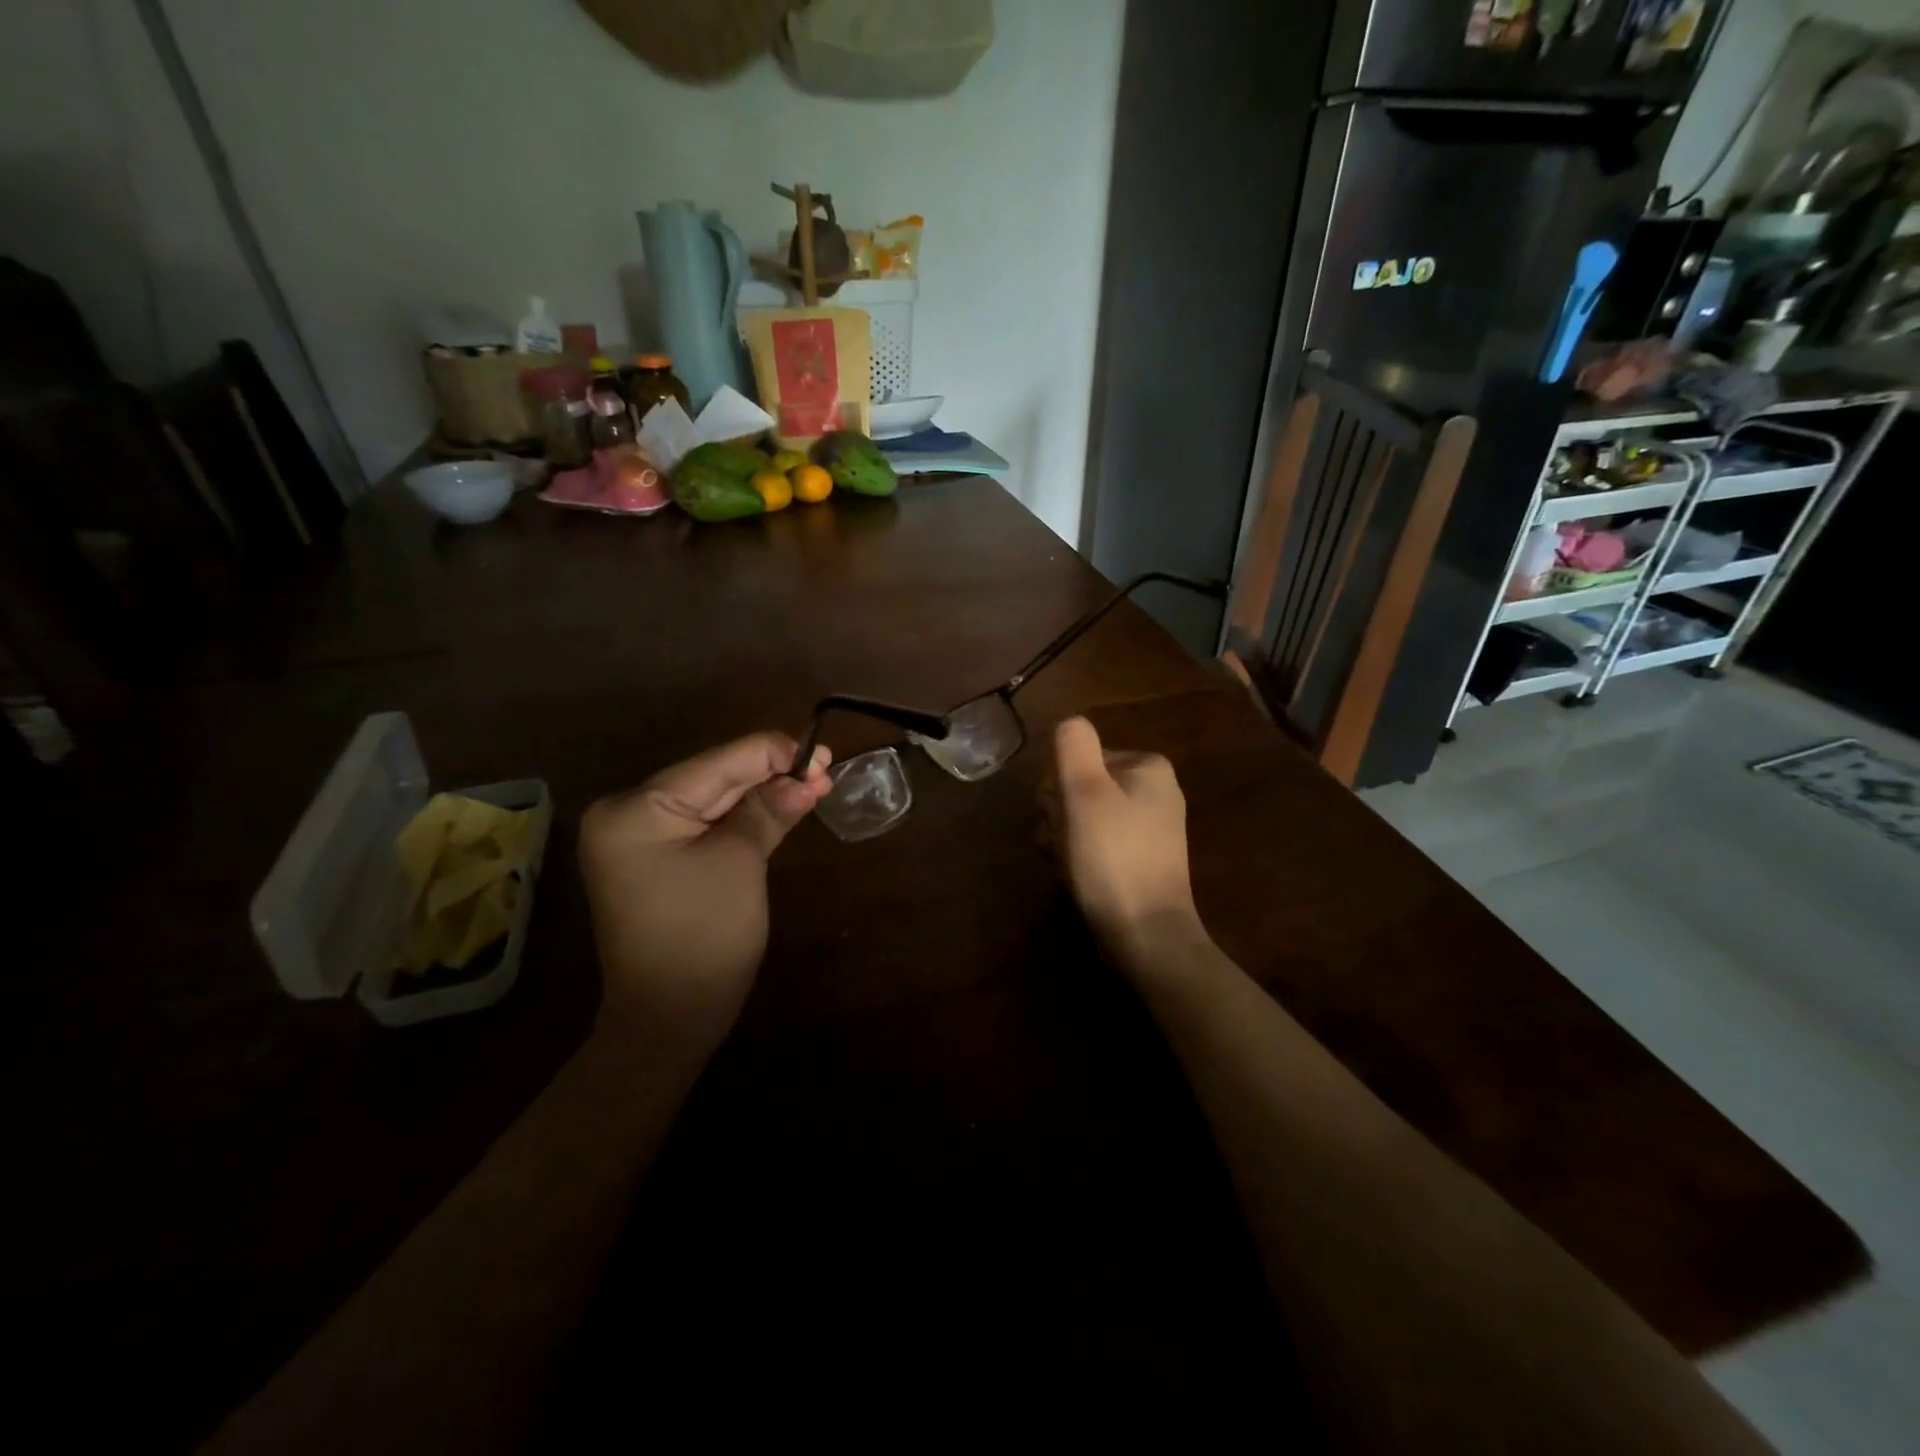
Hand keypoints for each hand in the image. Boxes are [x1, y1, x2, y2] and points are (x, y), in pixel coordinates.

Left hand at [579, 732, 831, 1061]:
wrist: (669, 1020)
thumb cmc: (704, 937)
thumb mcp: (740, 863)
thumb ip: (769, 810)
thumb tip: (806, 776)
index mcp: (636, 808)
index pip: (717, 763)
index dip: (774, 754)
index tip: (824, 754)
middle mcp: (628, 813)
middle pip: (714, 778)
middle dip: (772, 773)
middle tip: (826, 768)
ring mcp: (639, 838)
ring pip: (714, 801)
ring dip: (763, 794)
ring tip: (815, 783)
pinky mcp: (656, 859)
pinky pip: (706, 826)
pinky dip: (744, 818)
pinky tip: (782, 805)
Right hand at [1048, 717, 1201, 957]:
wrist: (1145, 936)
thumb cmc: (1112, 857)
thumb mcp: (1085, 792)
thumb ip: (1073, 746)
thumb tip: (1069, 721)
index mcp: (1148, 768)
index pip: (1079, 758)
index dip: (1058, 787)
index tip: (1058, 816)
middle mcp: (1154, 792)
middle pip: (1081, 787)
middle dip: (1059, 814)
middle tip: (1061, 843)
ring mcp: (1149, 830)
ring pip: (1083, 818)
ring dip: (1062, 838)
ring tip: (1066, 863)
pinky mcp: (1139, 862)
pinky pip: (1096, 844)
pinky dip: (1079, 857)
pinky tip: (1074, 877)